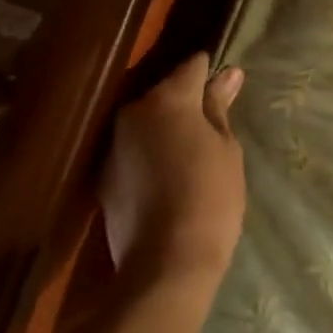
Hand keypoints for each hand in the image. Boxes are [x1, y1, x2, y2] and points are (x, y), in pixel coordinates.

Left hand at [100, 54, 246, 286]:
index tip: (226, 88)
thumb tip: (228, 74)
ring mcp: (113, 143)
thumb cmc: (209, 198)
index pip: (192, 67)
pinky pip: (133, 149)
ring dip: (165, 128)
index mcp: (168, 98)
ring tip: (190, 153)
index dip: (211, 73)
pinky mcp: (104, 174)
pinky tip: (167, 177)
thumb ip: (219, 107)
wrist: (165, 266)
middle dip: (186, 103)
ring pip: (147, 121)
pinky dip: (149, 154)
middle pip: (165, 92)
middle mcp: (133, 111)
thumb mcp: (226, 149)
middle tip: (212, 127)